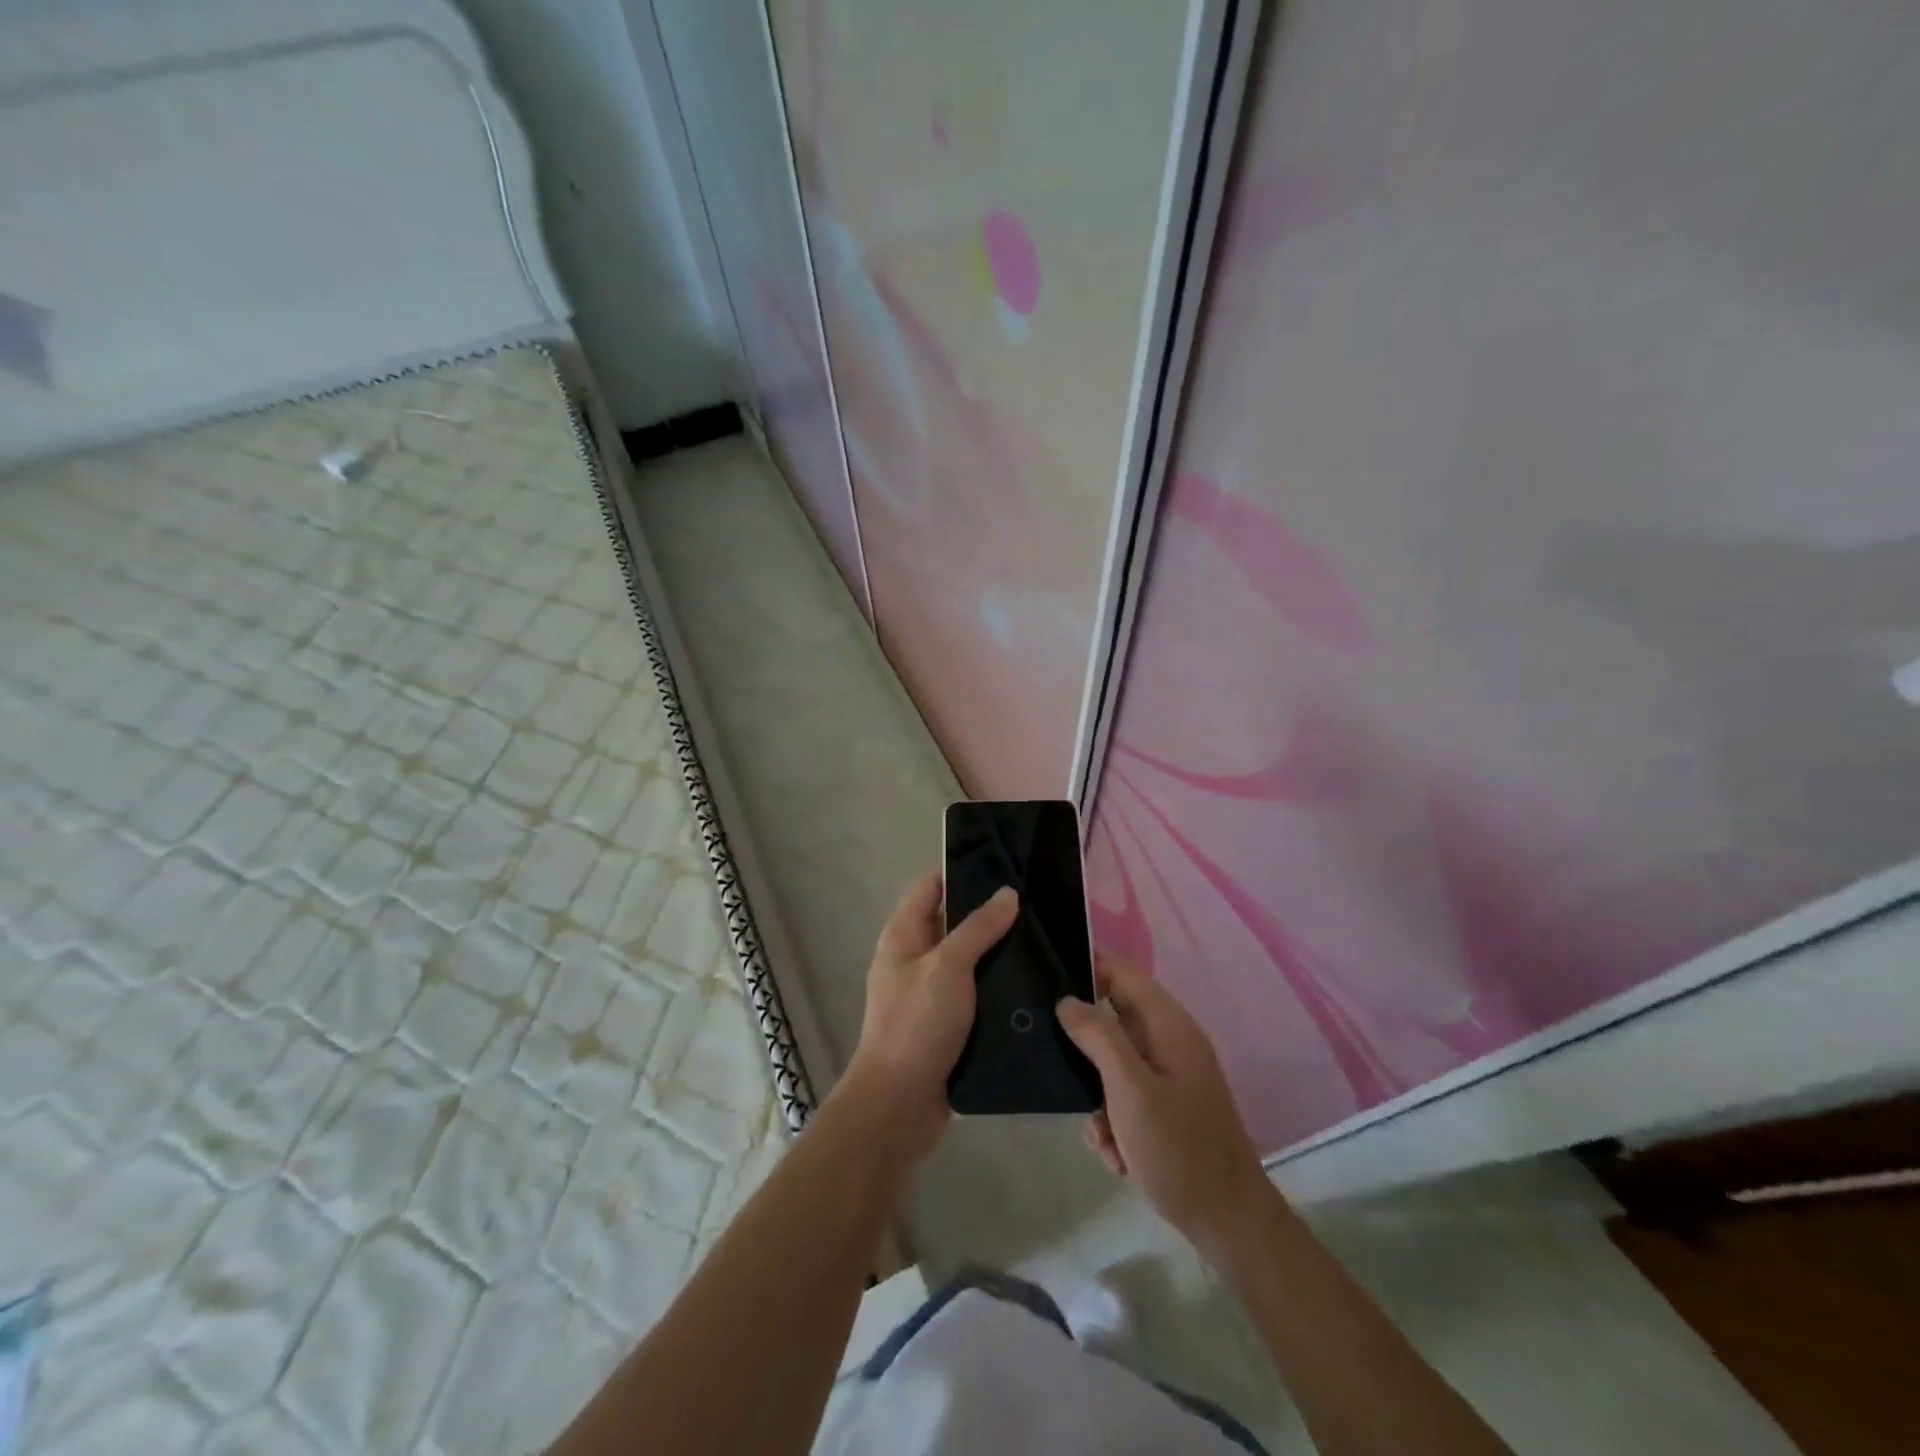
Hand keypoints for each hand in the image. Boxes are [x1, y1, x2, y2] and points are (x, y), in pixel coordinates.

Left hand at [840, 873, 1018, 1162]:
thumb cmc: (916, 1024)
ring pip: (970, 960)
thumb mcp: (948, 967)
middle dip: (991, 914)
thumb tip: (1008, 893)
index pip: (933, 886)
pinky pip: (977, 995)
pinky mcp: (947, 1024)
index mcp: (904, 935)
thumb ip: (978, 928)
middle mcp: (914, 958)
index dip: (964, 872)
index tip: (1007, 867)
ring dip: (999, 954)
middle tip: (1038, 906)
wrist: (899, 1106)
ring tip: (1046, 941)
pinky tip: (1035, 984)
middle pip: (954, 922)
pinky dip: (999, 988)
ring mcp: (930, 992)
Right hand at [1057, 954, 1271, 1252]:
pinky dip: (1114, 1121)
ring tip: (1100, 1133)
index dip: (1086, 966)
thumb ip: (1098, 1036)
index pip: (1122, 973)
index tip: (1044, 974)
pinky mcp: (1167, 1107)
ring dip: (1098, 1095)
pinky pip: (1126, 1096)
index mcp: (1169, 1026)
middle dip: (1084, 1044)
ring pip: (1114, 1064)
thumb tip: (1068, 999)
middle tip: (1054, 1060)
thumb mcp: (1130, 1089)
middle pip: (1114, 1018)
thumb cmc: (1178, 1149)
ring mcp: (1171, 1076)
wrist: (1229, 1225)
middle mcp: (1171, 1042)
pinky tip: (1117, 1155)